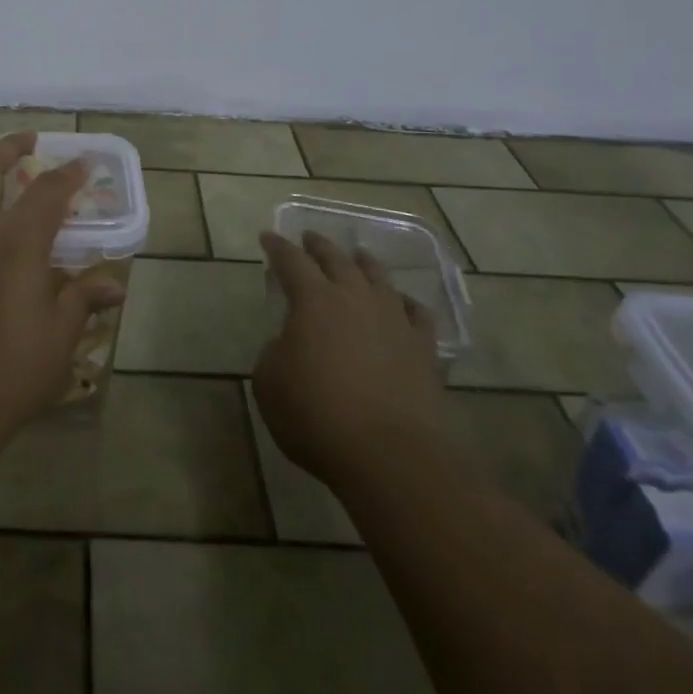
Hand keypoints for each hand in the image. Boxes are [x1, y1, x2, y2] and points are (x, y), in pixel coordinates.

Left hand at [0, 132, 126, 451]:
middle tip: (27, 141)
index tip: (84, 163)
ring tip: (12, 213)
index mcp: (15, 244)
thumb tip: (114, 284)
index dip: (68, 173)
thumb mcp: (58, 338)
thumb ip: (83, 299)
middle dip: (7, 147)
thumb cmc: (8, 373)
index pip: (47, 191)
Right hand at [253, 230, 446, 489]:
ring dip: (364, 263)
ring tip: (358, 255)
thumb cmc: (317, 416)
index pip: (290, 260)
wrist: (392, 456)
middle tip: (309, 237)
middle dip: (319, 246)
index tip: (268, 237)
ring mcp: (394, 321)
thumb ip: (274, 353)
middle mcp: (355, 298)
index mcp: (313, 299)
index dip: (277, 247)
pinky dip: (406, 302)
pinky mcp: (424, 350)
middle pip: (336, 259)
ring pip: (379, 278)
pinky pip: (417, 314)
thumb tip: (290, 345)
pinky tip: (402, 304)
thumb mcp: (269, 384)